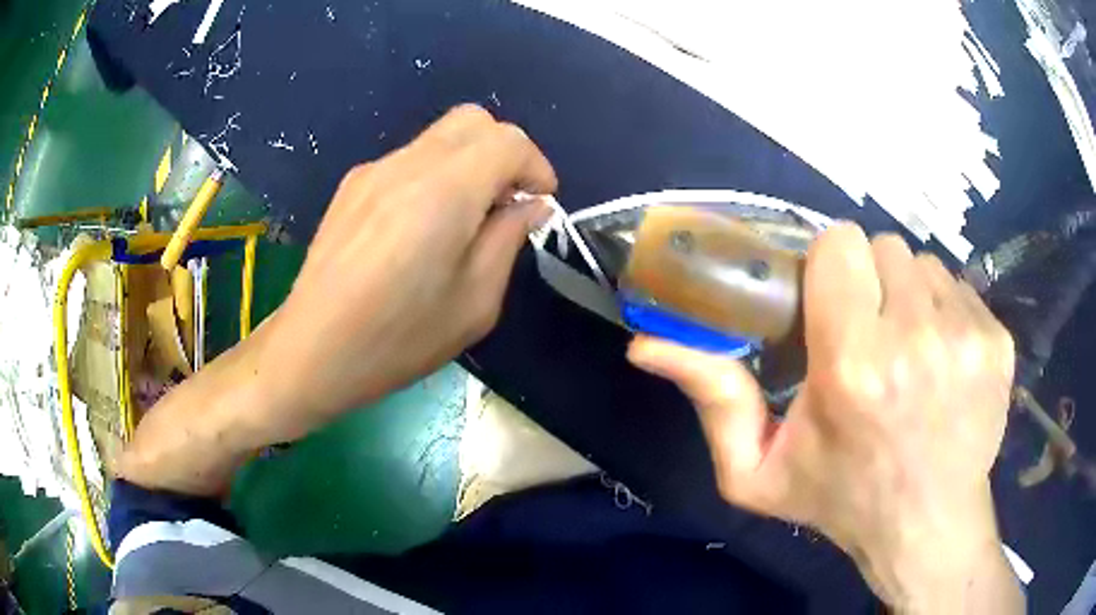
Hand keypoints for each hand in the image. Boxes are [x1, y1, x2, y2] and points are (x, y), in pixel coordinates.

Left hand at [121, 105, 555, 495]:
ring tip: (464, 219)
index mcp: (444, 190)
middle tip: (507, 201)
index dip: (536, 166)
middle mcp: (407, 164)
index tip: (539, 202)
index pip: (507, 141)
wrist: (311, 350)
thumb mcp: (475, 302)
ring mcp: (373, 170)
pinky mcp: (352, 185)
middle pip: (473, 120)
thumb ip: (508, 239)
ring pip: (440, 137)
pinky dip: (435, 175)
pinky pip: (409, 159)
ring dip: (469, 163)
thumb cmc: (397, 339)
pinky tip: (421, 227)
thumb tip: (530, 204)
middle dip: (505, 152)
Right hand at [628, 224, 1021, 611]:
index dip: (831, 267)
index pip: (840, 245)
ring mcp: (967, 336)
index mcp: (854, 366)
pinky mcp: (997, 341)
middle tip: (868, 331)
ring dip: (908, 296)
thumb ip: (710, 401)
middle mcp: (917, 338)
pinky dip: (945, 311)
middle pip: (884, 247)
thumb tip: (645, 345)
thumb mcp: (758, 470)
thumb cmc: (842, 499)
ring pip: (924, 264)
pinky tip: (942, 360)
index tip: (830, 302)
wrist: (927, 525)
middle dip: (870, 281)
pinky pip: (960, 288)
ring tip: (907, 348)